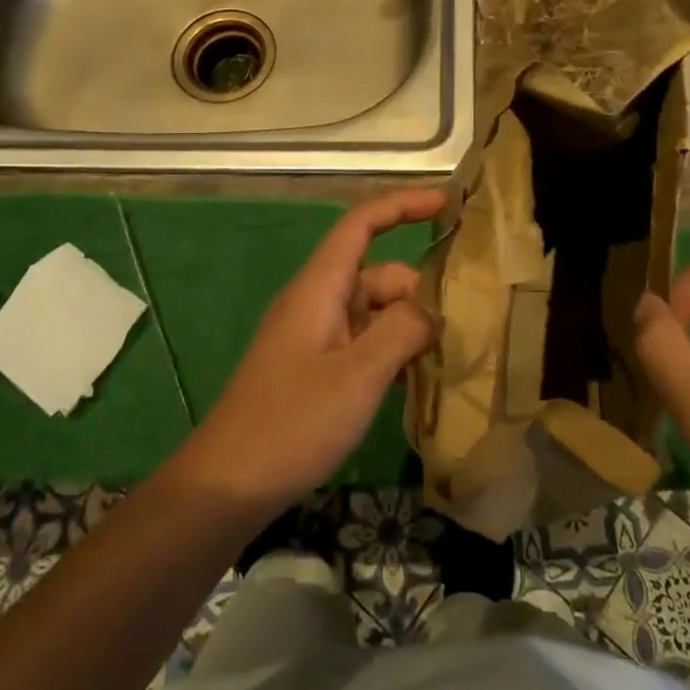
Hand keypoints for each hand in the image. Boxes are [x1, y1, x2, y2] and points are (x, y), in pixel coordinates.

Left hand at [176, 188, 444, 521]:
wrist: (226, 486)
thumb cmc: (291, 424)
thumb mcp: (358, 376)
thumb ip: (402, 331)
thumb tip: (431, 309)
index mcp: (319, 287)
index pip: (361, 223)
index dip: (402, 205)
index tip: (447, 204)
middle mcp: (316, 302)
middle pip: (377, 274)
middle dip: (419, 292)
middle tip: (463, 327)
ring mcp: (314, 336)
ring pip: (374, 311)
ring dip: (409, 327)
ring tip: (449, 358)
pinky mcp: (314, 367)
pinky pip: (363, 342)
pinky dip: (392, 351)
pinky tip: (417, 383)